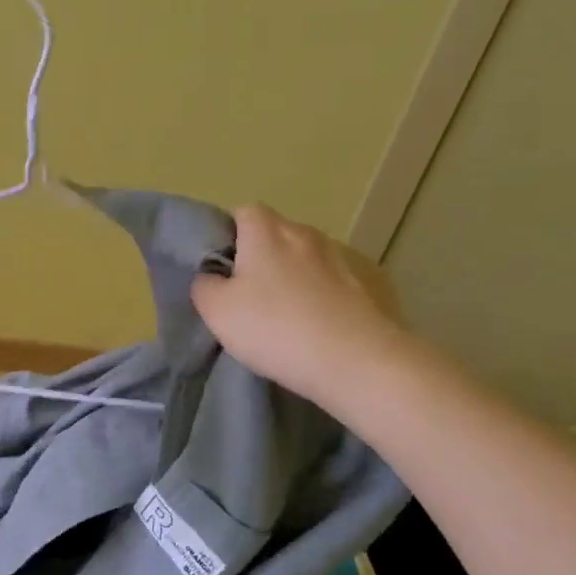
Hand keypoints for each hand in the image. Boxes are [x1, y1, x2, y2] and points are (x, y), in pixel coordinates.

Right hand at [191, 204, 408, 406]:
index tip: (221, 266)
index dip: (228, 234)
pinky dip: (325, 293)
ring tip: (287, 312)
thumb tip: (210, 276)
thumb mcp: (217, 311)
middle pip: (277, 233)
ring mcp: (343, 258)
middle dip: (261, 254)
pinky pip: (336, 281)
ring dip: (295, 275)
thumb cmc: (275, 328)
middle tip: (248, 293)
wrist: (357, 362)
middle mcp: (306, 234)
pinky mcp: (371, 284)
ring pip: (307, 257)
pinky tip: (320, 323)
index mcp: (267, 231)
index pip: (243, 212)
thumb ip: (204, 285)